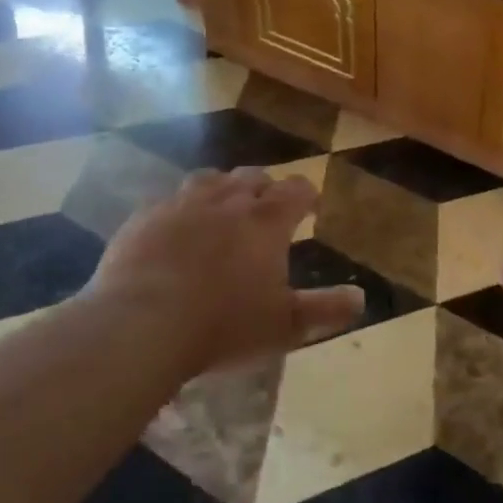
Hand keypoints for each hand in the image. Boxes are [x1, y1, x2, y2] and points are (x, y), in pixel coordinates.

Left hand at [84, 167, 363, 379]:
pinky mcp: (144, 217)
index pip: (296, 189)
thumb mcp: (284, 326)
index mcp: (266, 221)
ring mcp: (181, 204)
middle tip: (266, 211)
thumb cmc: (224, 325)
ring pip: (209, 179)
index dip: (305, 195)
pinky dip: (181, 209)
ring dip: (222, 189)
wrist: (141, 324)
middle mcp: (227, 200)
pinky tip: (176, 229)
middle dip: (264, 188)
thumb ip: (325, 309)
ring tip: (222, 210)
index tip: (309, 207)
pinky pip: (168, 200)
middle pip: (253, 176)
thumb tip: (361, 298)